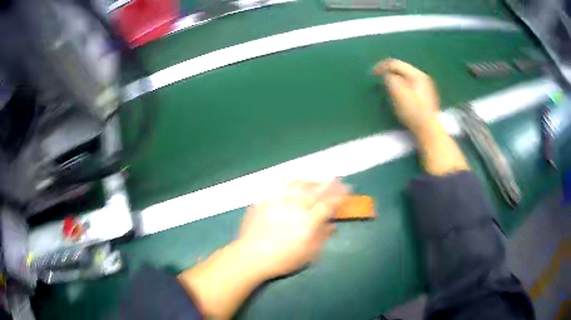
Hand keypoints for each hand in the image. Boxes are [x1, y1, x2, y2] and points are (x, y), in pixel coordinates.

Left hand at [237, 180, 347, 277]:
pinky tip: (294, 182)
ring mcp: (279, 201)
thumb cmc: (282, 259)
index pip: (328, 203)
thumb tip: (333, 226)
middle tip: (336, 179)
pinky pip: (281, 186)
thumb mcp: (308, 254)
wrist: (251, 256)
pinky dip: (291, 182)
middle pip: (315, 190)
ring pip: (299, 184)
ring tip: (317, 179)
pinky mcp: (265, 199)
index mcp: (308, 221)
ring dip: (311, 180)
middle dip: (329, 183)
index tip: (347, 189)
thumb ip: (322, 237)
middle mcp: (295, 207)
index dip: (339, 195)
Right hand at [373, 58, 440, 133]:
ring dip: (395, 80)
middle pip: (401, 69)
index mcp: (416, 73)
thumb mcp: (397, 91)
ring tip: (386, 87)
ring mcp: (426, 88)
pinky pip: (410, 86)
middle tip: (378, 79)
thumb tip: (386, 75)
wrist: (428, 130)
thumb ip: (389, 78)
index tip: (371, 74)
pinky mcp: (426, 98)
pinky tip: (399, 95)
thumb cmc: (412, 110)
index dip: (381, 66)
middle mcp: (423, 77)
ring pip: (406, 78)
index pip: (395, 63)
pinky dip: (401, 87)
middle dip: (388, 72)